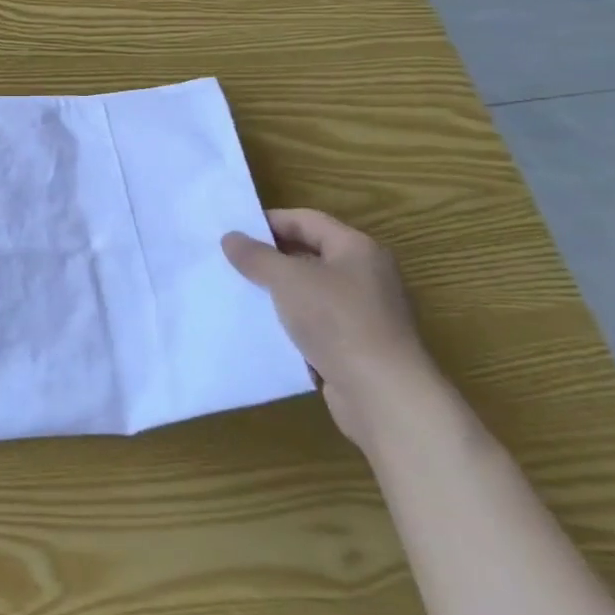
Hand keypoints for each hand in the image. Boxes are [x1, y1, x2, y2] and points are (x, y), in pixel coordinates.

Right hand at [222, 208, 437, 449]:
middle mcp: (366, 274)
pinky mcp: (357, 343)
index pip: (306, 220)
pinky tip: (263, 324)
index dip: (269, 221)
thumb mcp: (287, 279)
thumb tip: (231, 237)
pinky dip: (291, 318)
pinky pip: (316, 319)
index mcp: (357, 249)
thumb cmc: (337, 321)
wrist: (383, 395)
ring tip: (240, 290)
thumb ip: (256, 255)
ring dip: (278, 289)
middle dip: (270, 256)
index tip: (233, 231)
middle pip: (310, 253)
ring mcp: (364, 311)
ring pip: (311, 288)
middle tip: (231, 260)